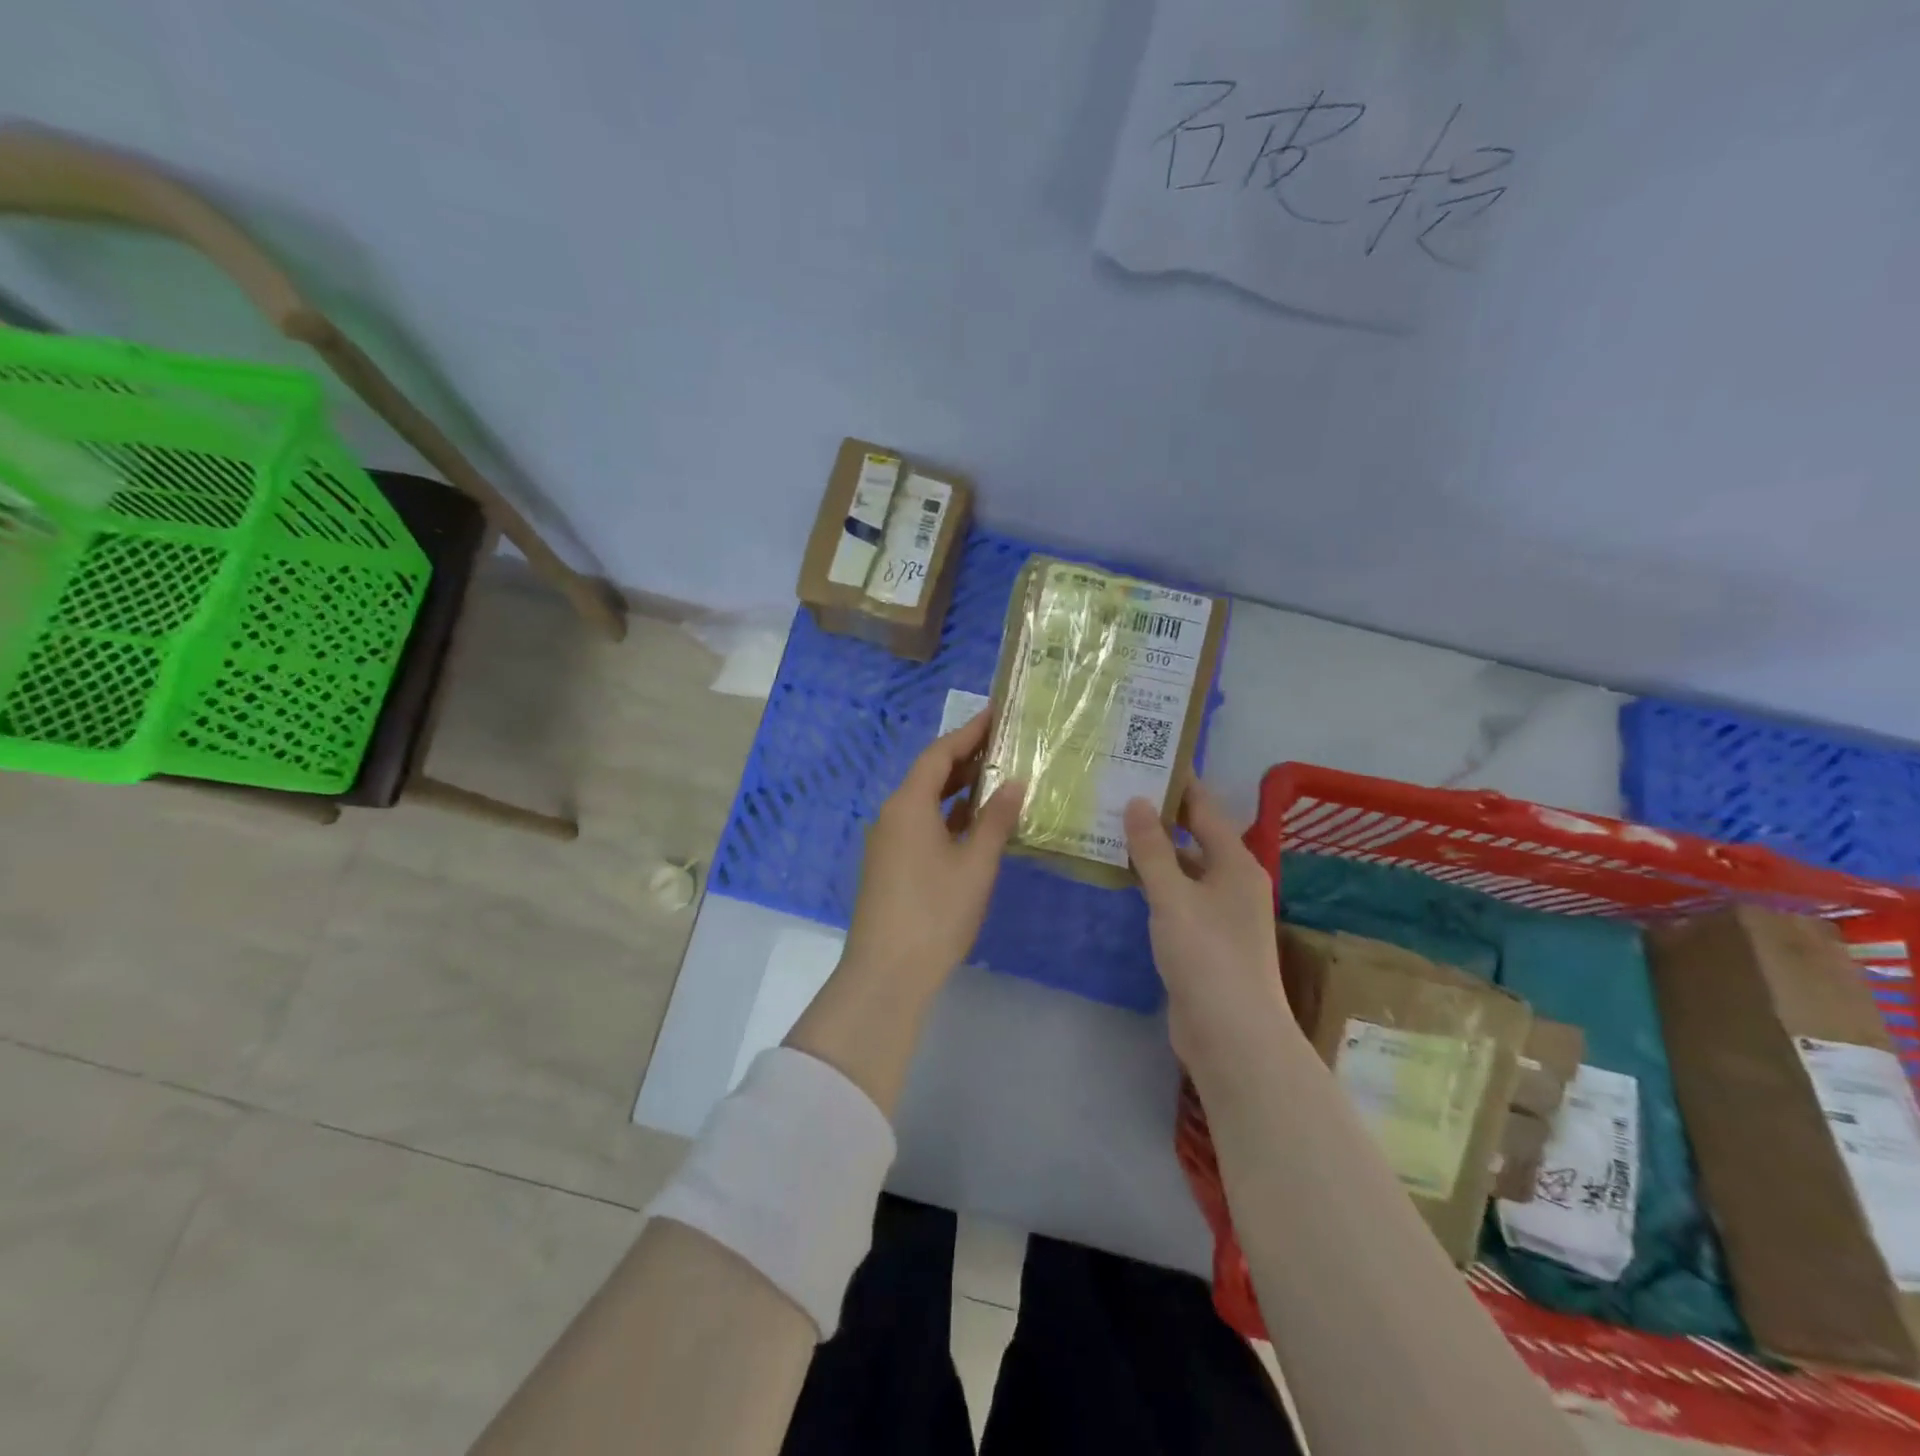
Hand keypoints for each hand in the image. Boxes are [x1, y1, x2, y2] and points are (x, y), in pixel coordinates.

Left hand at [840, 711, 1024, 1000]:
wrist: (886, 972)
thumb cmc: (935, 912)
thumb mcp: (975, 865)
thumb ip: (996, 820)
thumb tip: (1014, 783)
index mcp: (908, 804)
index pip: (939, 754)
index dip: (968, 732)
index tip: (996, 714)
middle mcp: (893, 814)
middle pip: (930, 774)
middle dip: (966, 758)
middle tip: (1006, 744)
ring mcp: (889, 841)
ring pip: (927, 801)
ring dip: (959, 789)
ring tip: (999, 777)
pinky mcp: (892, 864)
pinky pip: (922, 824)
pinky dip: (949, 816)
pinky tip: (977, 822)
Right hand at [1125, 782, 1293, 1069]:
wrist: (1232, 1034)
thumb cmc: (1207, 955)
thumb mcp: (1174, 896)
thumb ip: (1153, 849)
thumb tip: (1138, 801)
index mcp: (1236, 863)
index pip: (1205, 809)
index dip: (1179, 783)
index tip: (1148, 758)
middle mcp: (1233, 882)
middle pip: (1195, 837)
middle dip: (1161, 815)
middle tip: (1118, 790)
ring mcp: (1220, 914)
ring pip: (1183, 870)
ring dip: (1154, 851)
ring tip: (1112, 826)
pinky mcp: (1204, 940)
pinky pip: (1177, 898)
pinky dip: (1154, 883)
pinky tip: (1124, 877)